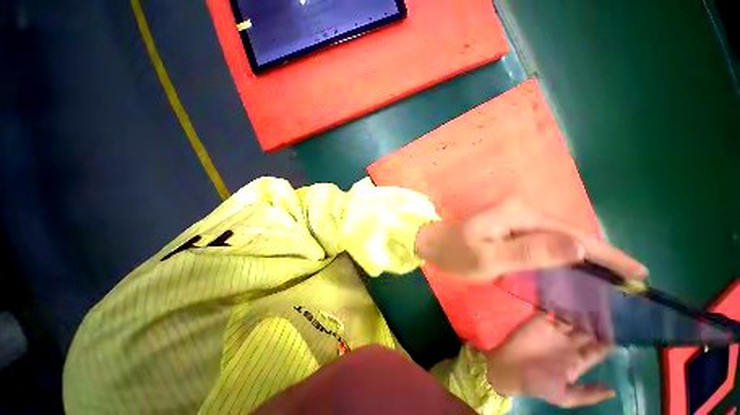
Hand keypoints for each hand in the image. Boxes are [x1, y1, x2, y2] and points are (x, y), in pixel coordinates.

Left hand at [414, 198, 646, 280]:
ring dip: (584, 255)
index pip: (571, 235)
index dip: (606, 254)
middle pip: (568, 234)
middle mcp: (521, 209)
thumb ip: (530, 253)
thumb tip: (578, 248)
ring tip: (613, 275)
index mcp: (517, 214)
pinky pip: (543, 238)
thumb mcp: (488, 259)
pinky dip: (562, 252)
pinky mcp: (510, 224)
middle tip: (630, 278)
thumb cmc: (456, 254)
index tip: (637, 272)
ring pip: (557, 236)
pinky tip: (575, 265)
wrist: (434, 243)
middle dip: (600, 255)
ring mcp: (515, 215)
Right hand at [483, 314, 614, 407]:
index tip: (616, 336)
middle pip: (587, 332)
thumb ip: (587, 394)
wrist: (509, 368)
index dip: (606, 344)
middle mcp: (568, 345)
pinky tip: (570, 300)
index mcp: (577, 362)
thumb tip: (613, 391)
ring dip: (581, 314)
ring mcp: (554, 332)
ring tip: (591, 304)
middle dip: (596, 324)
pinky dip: (562, 306)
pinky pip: (554, 311)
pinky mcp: (540, 321)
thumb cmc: (537, 384)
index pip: (597, 351)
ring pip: (573, 320)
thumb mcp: (563, 397)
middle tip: (604, 313)